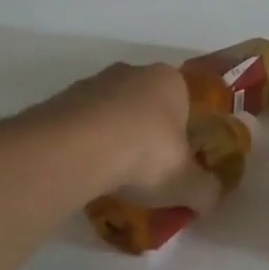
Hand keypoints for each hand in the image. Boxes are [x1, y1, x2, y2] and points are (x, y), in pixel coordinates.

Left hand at [30, 62, 192, 196]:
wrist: (79, 148)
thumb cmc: (147, 153)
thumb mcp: (187, 183)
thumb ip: (205, 190)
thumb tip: (209, 197)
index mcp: (170, 80)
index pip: (184, 99)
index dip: (183, 129)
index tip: (176, 158)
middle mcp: (132, 72)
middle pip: (145, 102)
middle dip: (146, 130)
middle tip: (145, 169)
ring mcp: (92, 82)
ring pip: (110, 111)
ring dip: (112, 136)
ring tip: (111, 175)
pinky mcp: (60, 100)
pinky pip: (80, 124)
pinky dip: (84, 144)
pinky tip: (85, 171)